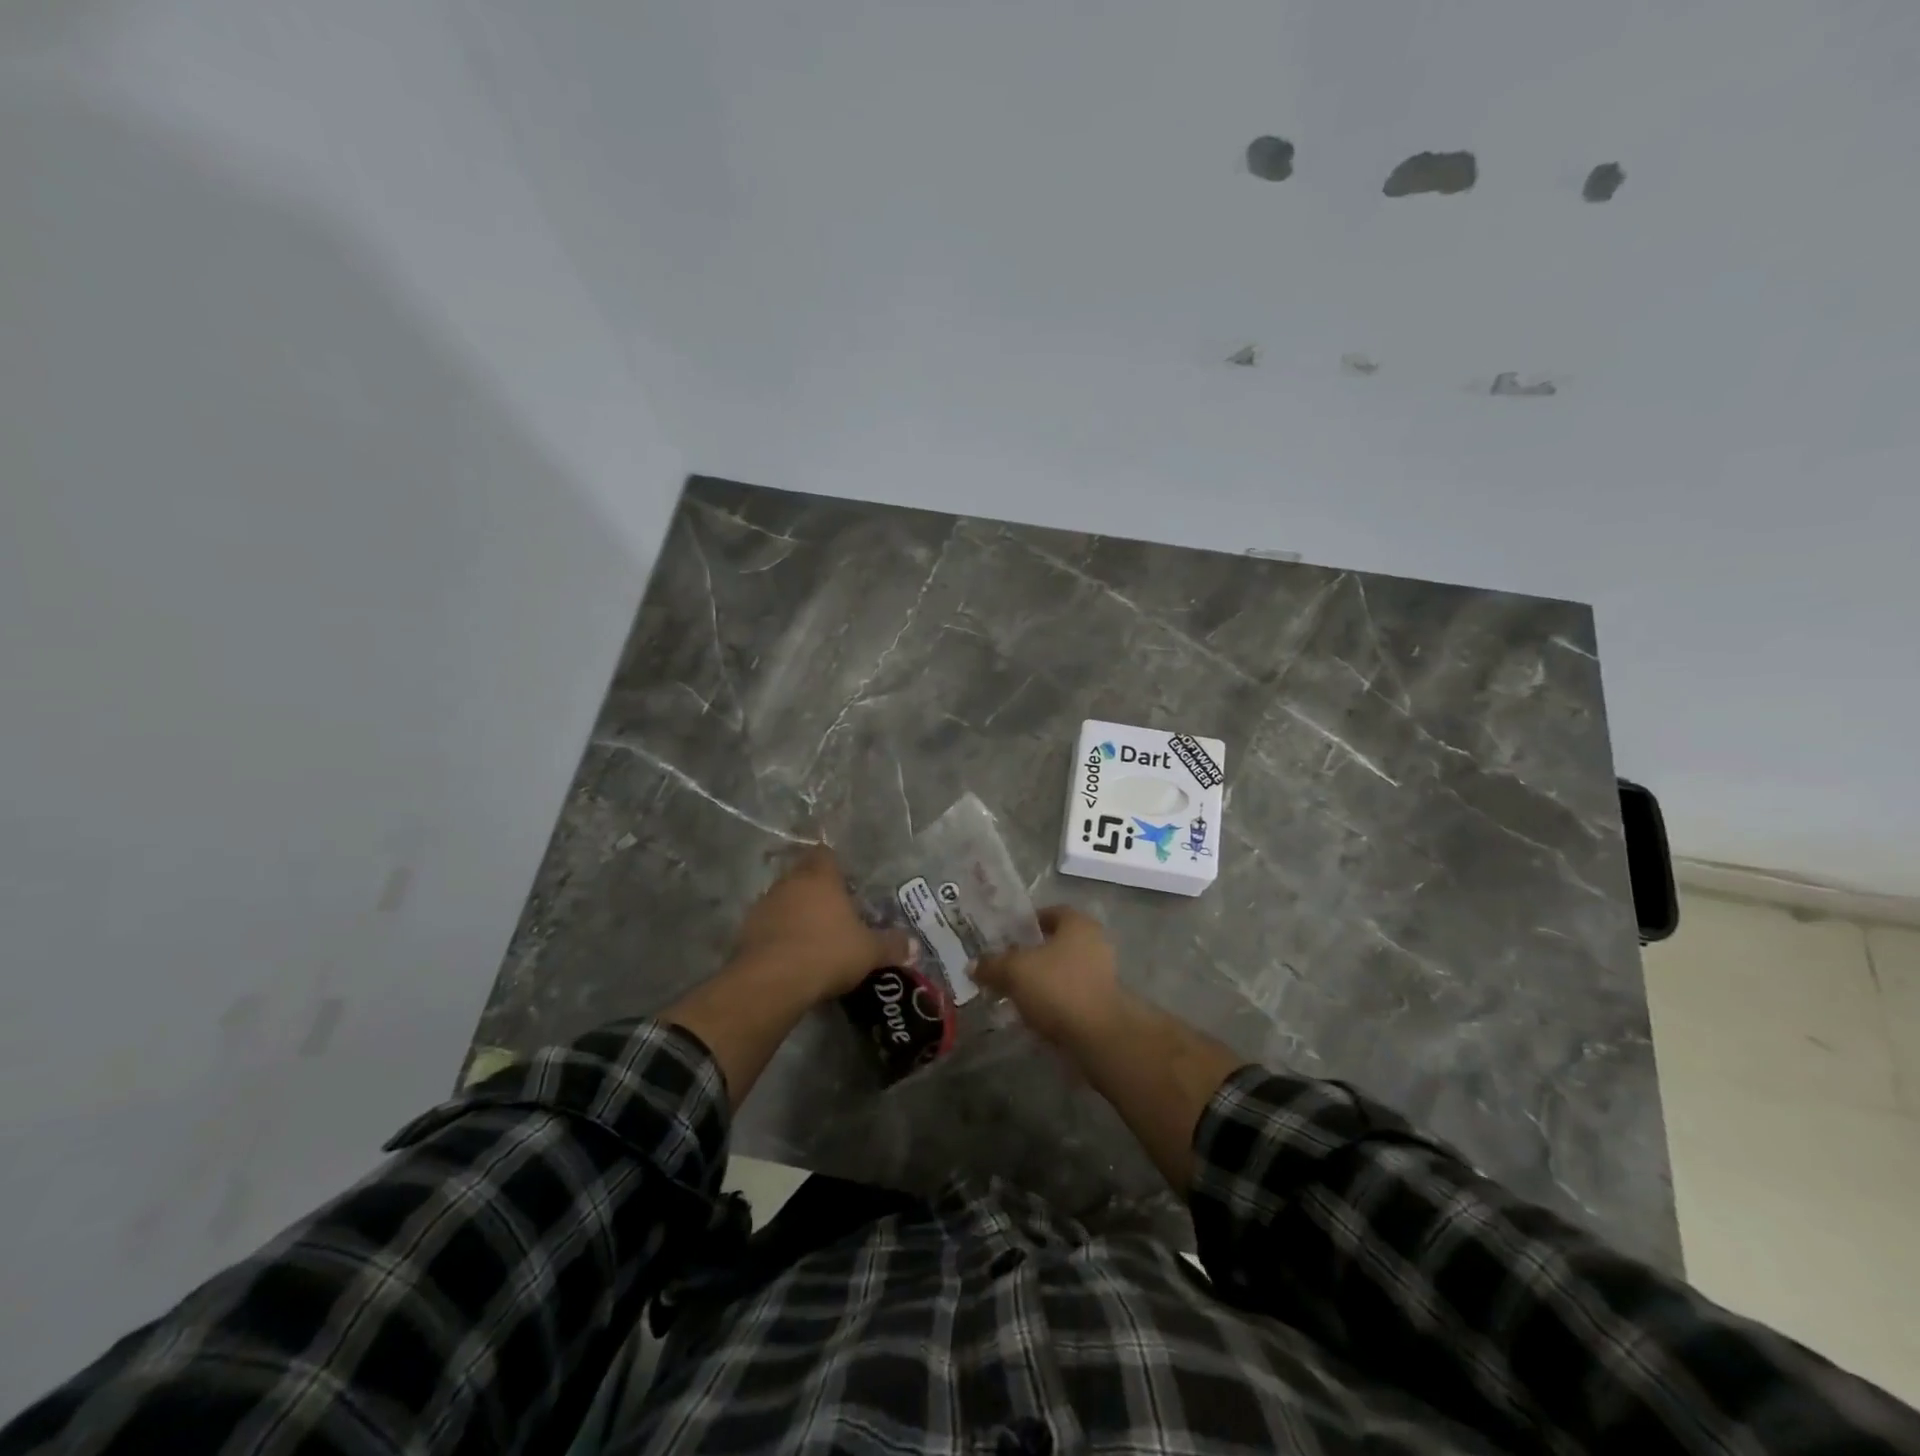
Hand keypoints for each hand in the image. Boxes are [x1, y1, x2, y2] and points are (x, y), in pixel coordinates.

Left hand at [732, 846, 914, 1001]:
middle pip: (802, 875)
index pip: (825, 854)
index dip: (835, 865)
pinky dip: (778, 935)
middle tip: (834, 912)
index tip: (845, 882)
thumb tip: (914, 947)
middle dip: (816, 890)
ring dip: (794, 913)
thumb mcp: (869, 952)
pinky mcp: (746, 931)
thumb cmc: (828, 952)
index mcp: (820, 877)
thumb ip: (892, 946)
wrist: (773, 981)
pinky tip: (790, 955)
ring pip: (783, 900)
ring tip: (812, 937)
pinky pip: (767, 925)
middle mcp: (790, 882)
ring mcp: (764, 905)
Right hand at [974, 905, 1120, 1047]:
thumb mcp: (1015, 972)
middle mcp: (1095, 943)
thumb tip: (973, 965)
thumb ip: (992, 965)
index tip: (1007, 936)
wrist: (1099, 1037)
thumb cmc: (1058, 988)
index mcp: (1078, 924)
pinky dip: (1053, 1001)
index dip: (1028, 922)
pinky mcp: (1103, 1004)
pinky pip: (1071, 995)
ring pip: (1064, 971)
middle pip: (1057, 943)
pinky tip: (1033, 1014)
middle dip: (1032, 954)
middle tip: (1006, 965)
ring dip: (1042, 980)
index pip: (1051, 912)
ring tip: (1015, 993)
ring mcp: (1103, 975)